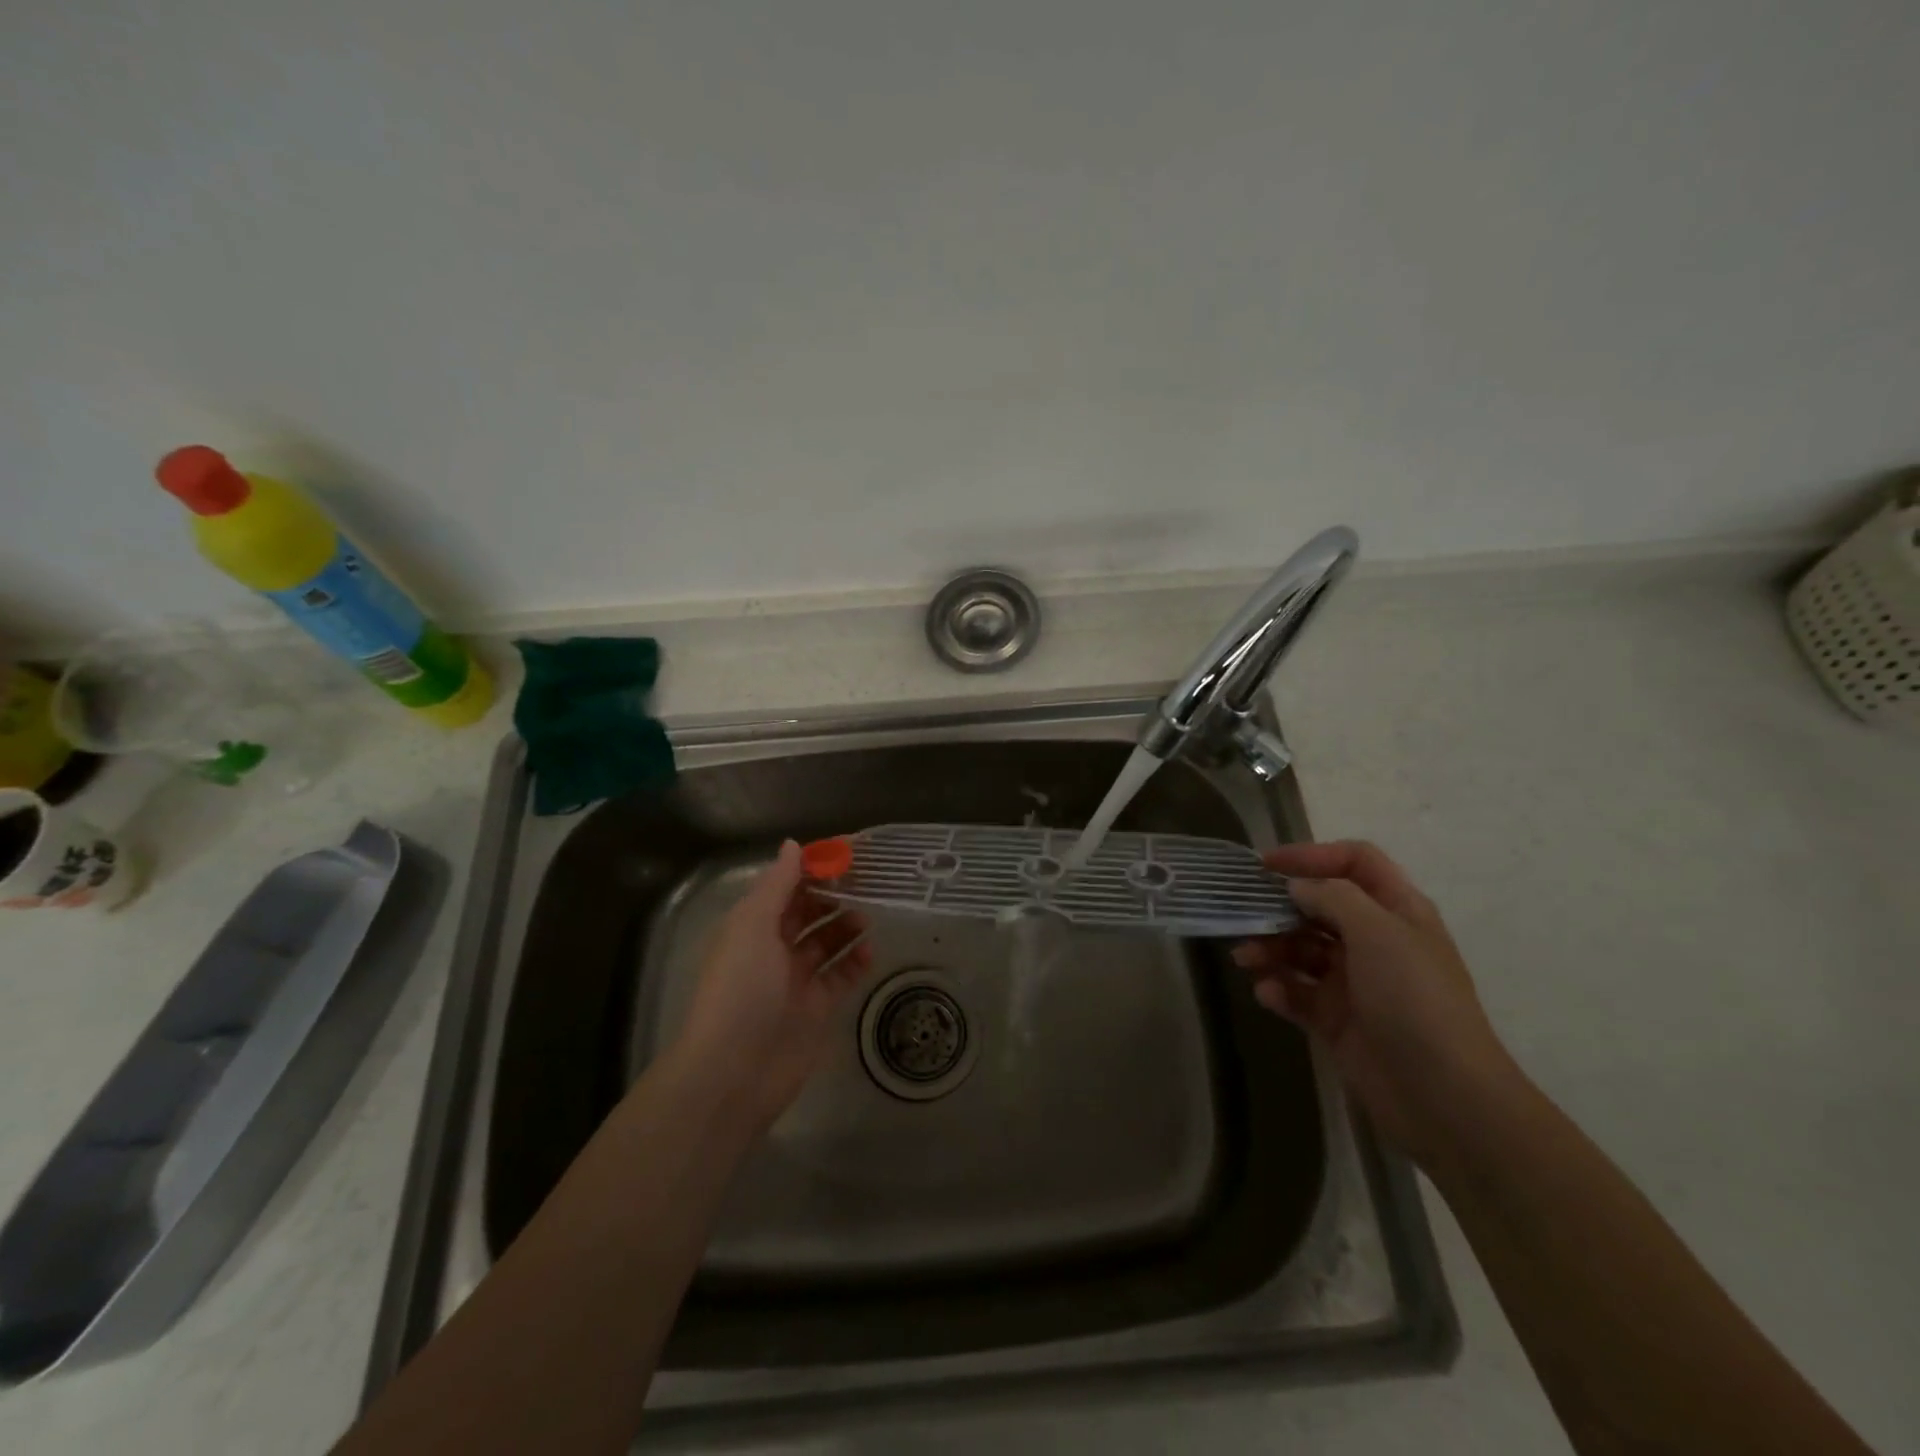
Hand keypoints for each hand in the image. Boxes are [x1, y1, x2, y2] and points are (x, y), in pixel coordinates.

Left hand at [672, 841, 874, 1129]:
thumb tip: (793, 845)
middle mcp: (773, 948)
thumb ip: (776, 884)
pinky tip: (870, 951)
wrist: (735, 1071)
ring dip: (846, 925)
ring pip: (827, 941)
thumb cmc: (741, 988)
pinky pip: (841, 975)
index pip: (786, 886)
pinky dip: (855, 961)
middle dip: (833, 895)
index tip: (847, 852)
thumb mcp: (752, 925)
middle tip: (867, 882)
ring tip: (868, 917)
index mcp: (752, 925)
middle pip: (808, 911)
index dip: (813, 867)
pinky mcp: (817, 1007)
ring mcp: (796, 979)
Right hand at [1233, 841, 1517, 1165]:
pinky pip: (1298, 993)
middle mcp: (1375, 941)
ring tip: (1245, 959)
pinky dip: (1279, 989)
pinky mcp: (1336, 1020)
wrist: (1444, 1098)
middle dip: (1279, 907)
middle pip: (1319, 906)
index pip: (1355, 862)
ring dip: (1270, 949)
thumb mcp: (1378, 933)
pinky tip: (1268, 994)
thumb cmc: (1415, 1000)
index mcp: (1397, 912)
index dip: (1312, 855)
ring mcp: (1355, 982)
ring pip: (1301, 950)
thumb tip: (1295, 886)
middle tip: (1242, 914)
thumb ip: (1332, 897)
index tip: (1266, 864)